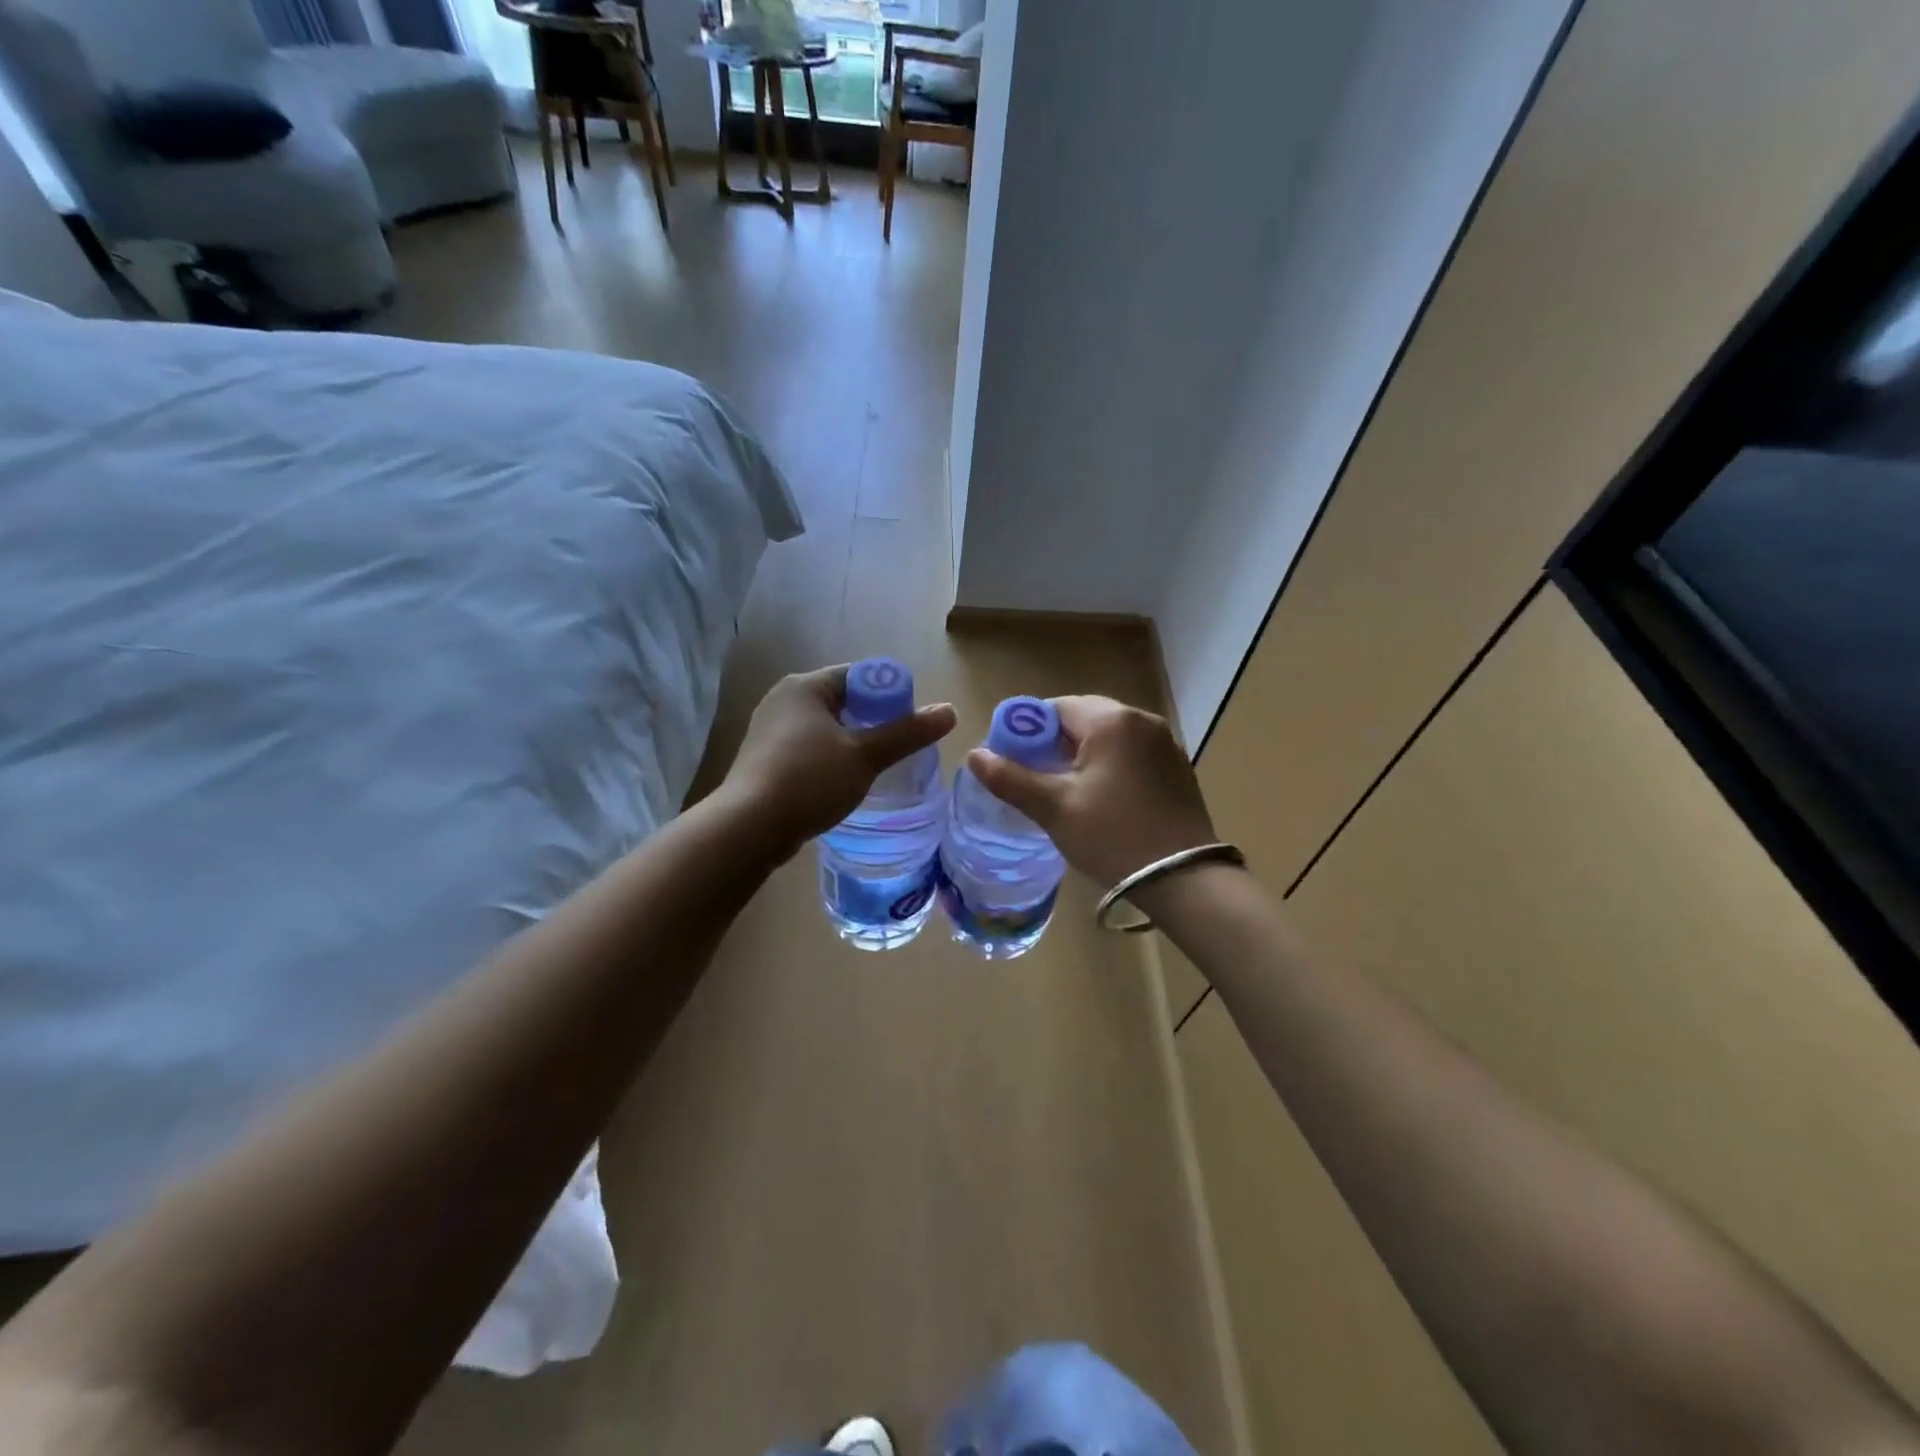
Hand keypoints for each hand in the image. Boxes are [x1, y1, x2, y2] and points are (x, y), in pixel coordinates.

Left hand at [722, 665, 956, 854]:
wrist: (748, 827)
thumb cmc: (809, 780)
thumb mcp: (865, 756)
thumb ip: (907, 733)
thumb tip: (950, 711)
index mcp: (805, 686)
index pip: (859, 676)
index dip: (890, 695)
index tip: (910, 723)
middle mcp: (783, 700)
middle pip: (843, 701)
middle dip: (873, 721)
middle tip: (899, 747)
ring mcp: (770, 730)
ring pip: (825, 728)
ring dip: (852, 743)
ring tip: (877, 767)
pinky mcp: (765, 759)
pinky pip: (808, 749)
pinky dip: (830, 759)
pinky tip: (843, 783)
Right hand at [966, 696, 1215, 887]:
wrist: (1185, 879)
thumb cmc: (1113, 837)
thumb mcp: (1055, 809)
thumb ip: (1011, 779)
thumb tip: (974, 755)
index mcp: (1111, 720)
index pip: (1055, 708)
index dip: (1027, 732)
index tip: (1015, 764)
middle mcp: (1141, 720)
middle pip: (1083, 718)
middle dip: (1055, 744)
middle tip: (1039, 781)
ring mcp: (1164, 743)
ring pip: (1108, 737)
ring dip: (1082, 755)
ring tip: (1067, 793)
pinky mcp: (1176, 767)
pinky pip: (1131, 753)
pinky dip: (1110, 766)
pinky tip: (1103, 799)